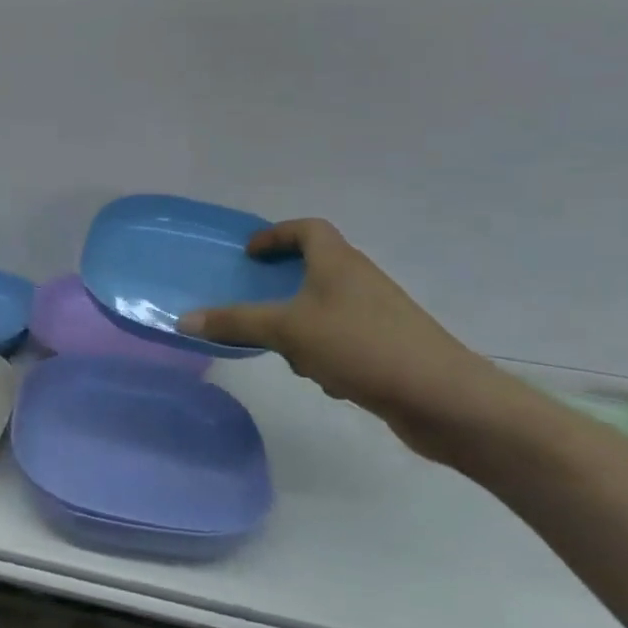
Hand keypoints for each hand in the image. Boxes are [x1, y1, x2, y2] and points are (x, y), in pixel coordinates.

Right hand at [177, 218, 511, 459]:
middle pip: (315, 271)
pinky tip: (327, 381)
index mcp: (338, 262)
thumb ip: (235, 323)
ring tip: (288, 354)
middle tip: (256, 305)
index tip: (250, 254)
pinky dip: (327, 354)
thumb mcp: (288, 331)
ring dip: (303, 329)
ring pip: (326, 310)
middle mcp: (360, 281)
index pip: (307, 228)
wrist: (443, 398)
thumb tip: (184, 319)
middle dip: (284, 290)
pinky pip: (344, 341)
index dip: (276, 234)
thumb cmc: (360, 346)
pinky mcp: (389, 348)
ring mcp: (379, 315)